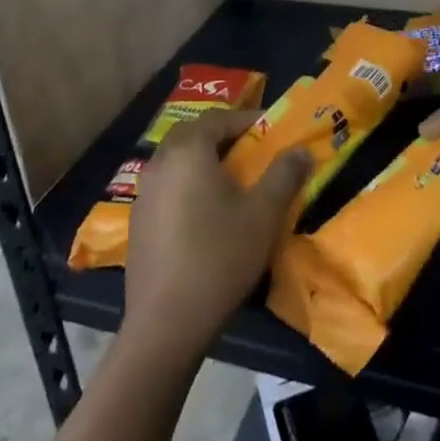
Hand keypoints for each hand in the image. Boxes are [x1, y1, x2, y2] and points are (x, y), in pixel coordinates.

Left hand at [124, 108, 309, 358]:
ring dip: (205, 162)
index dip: (248, 120)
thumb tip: (301, 150)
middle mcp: (160, 162)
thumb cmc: (219, 257)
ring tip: (234, 183)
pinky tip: (207, 214)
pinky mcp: (138, 221)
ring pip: (179, 161)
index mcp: (188, 150)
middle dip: (225, 138)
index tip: (273, 132)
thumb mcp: (264, 214)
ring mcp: (143, 193)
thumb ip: (285, 175)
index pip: (219, 118)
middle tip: (254, 153)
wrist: (166, 323)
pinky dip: (189, 186)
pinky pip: (168, 187)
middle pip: (194, 135)